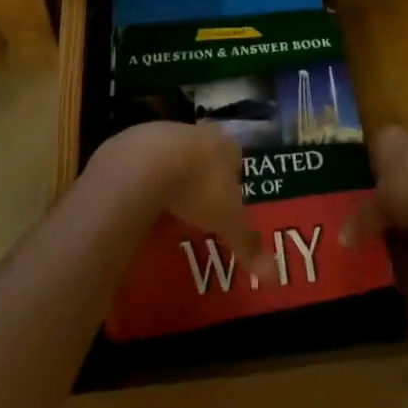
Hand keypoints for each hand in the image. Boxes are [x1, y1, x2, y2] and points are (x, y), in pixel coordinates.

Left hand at [87, 122, 269, 276]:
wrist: (146, 165)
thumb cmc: (197, 188)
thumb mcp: (227, 221)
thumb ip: (249, 244)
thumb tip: (275, 276)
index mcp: (223, 146)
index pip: (235, 157)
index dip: (232, 179)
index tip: (226, 203)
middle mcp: (196, 132)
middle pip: (203, 152)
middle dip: (202, 176)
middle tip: (197, 207)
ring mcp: (163, 132)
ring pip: (172, 153)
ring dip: (171, 174)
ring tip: (167, 206)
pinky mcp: (133, 139)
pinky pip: (142, 160)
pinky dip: (143, 177)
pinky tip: (139, 199)